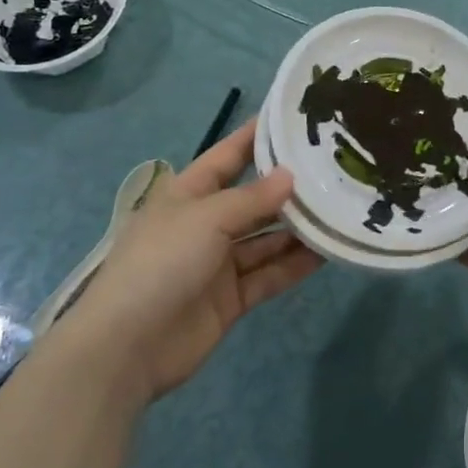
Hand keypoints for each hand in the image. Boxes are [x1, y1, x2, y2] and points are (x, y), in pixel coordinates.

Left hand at [60, 120, 320, 404]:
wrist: (126, 349)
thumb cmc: (160, 263)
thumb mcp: (206, 218)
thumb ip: (252, 198)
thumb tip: (290, 176)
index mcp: (189, 194)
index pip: (229, 155)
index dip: (258, 136)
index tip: (295, 118)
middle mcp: (206, 223)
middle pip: (254, 198)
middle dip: (289, 187)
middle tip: (336, 170)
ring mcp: (218, 263)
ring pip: (267, 238)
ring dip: (298, 228)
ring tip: (341, 210)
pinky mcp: (231, 298)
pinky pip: (269, 274)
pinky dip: (295, 264)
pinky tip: (328, 252)